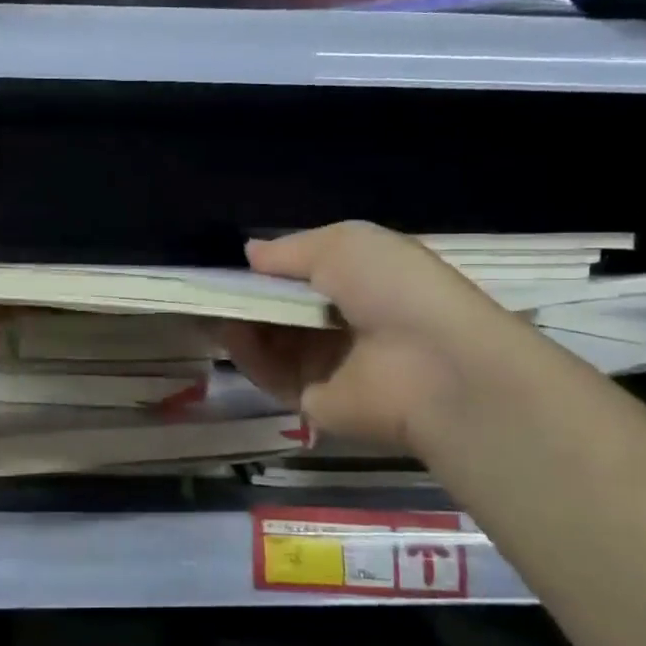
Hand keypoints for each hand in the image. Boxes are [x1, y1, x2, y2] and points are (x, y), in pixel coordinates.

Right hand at [220, 222, 527, 455]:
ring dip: (242, 322)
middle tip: (211, 285)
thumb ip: (291, 249)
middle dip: (250, 296)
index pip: (308, 275)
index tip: (234, 262)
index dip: (272, 269)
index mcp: (363, 284)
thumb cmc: (394, 288)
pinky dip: (248, 354)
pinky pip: (271, 375)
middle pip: (285, 310)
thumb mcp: (344, 244)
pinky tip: (229, 332)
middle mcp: (345, 324)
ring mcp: (329, 365)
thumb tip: (250, 252)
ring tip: (211, 304)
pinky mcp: (313, 401)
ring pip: (272, 342)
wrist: (433, 365)